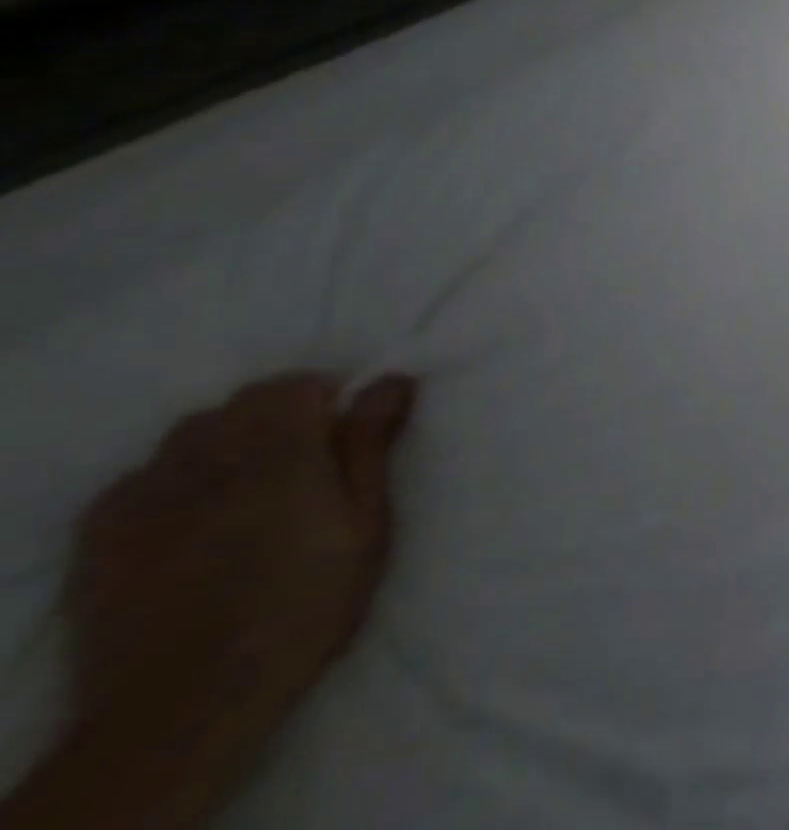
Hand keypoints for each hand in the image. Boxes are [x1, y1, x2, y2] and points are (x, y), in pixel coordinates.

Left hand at [59, 373, 414, 802]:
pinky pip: (140, 476)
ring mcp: (146, 494)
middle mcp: (210, 456)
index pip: (297, 384)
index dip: (326, 398)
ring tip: (246, 485)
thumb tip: (391, 380)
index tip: (342, 434)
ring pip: (190, 432)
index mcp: (281, 450)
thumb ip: (371, 445)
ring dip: (225, 440)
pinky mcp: (101, 533)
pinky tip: (188, 515)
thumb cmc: (303, 605)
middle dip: (278, 415)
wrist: (184, 705)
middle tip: (303, 462)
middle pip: (244, 402)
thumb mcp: (366, 523)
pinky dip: (170, 478)